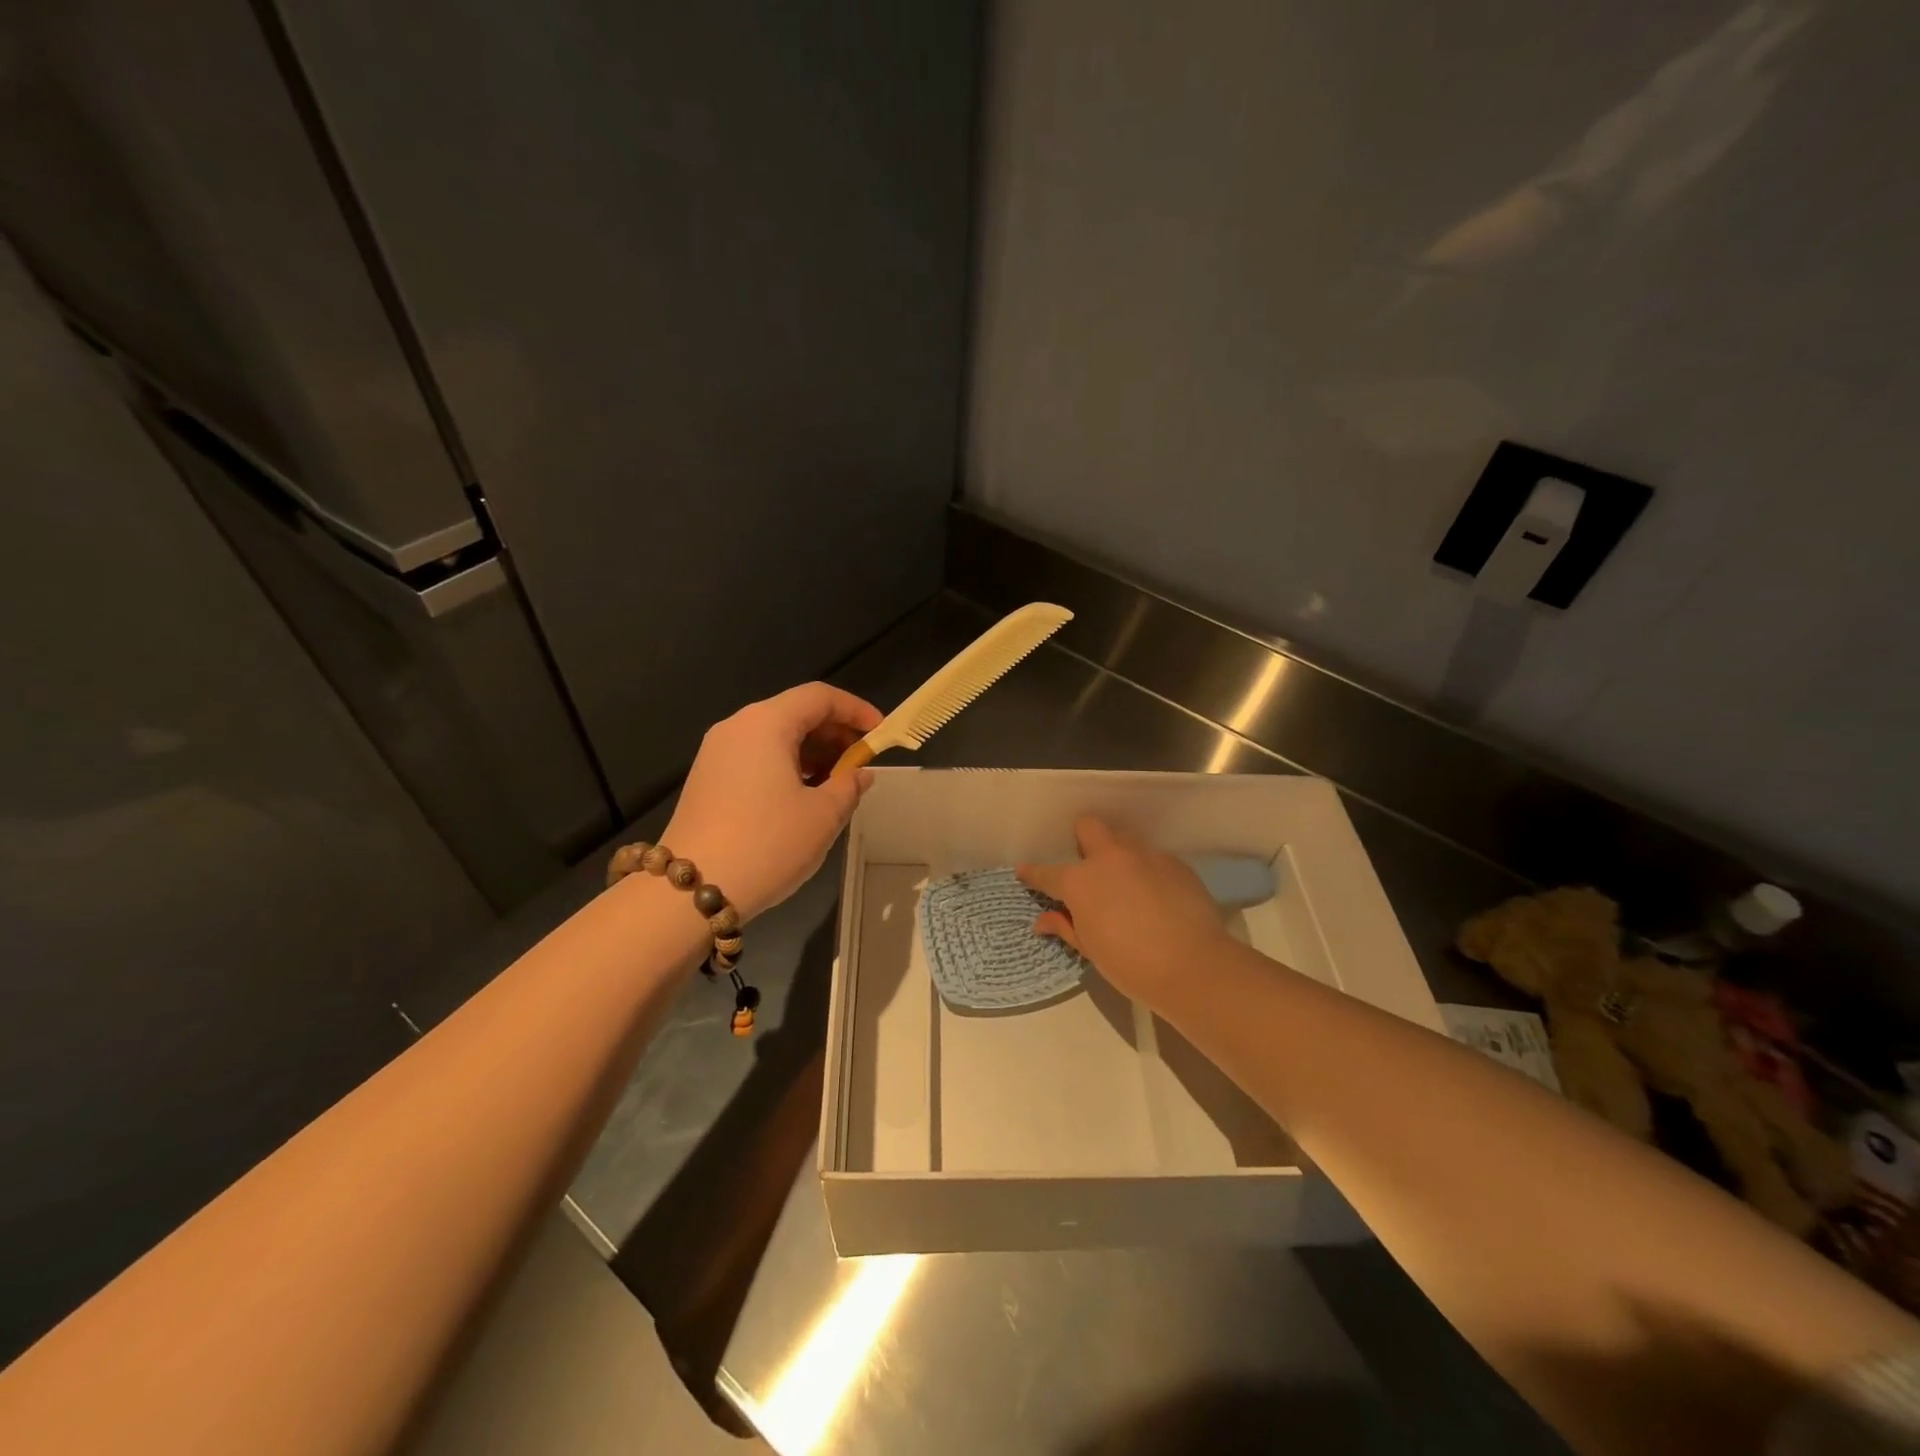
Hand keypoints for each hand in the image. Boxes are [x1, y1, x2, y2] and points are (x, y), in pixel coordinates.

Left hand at [662, 683, 880, 920]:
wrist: (690, 890)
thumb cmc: (767, 843)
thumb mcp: (823, 816)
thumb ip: (849, 786)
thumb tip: (859, 774)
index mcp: (766, 723)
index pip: (819, 697)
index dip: (856, 709)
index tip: (881, 732)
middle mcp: (737, 727)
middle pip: (795, 713)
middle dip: (834, 733)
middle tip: (861, 762)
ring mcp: (716, 753)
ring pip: (775, 736)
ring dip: (812, 752)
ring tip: (837, 784)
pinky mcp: (707, 779)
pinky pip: (756, 757)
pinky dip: (786, 766)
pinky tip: (803, 797)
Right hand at [1018, 817, 1229, 1008]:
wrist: (1192, 965)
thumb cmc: (1130, 964)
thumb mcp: (1090, 949)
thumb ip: (1066, 927)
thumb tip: (1043, 920)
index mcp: (1080, 881)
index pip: (1047, 873)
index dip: (1033, 873)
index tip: (1025, 872)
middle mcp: (1109, 859)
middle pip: (1089, 827)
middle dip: (1083, 839)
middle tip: (1088, 866)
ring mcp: (1145, 856)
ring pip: (1124, 838)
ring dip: (1118, 854)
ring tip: (1126, 883)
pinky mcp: (1175, 863)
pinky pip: (1153, 858)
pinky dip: (1148, 872)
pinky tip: (1157, 897)